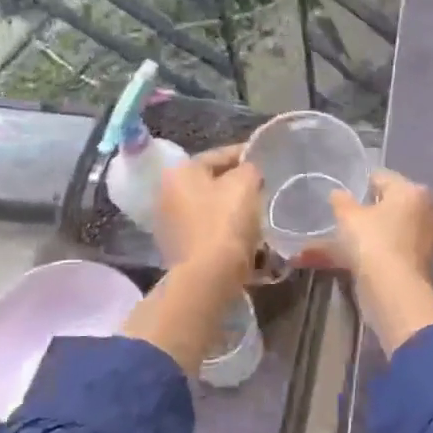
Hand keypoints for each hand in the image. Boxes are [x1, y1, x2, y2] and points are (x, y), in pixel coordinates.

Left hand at [154, 144, 262, 276]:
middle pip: (210, 183)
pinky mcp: (178, 250)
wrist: (209, 277)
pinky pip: (207, 231)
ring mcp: (169, 224)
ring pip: (209, 208)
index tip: (266, 160)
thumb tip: (248, 172)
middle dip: (236, 184)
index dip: (245, 155)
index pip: (218, 155)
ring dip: (230, 209)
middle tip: (263, 187)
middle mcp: (167, 194)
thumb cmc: (225, 222)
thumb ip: (249, 169)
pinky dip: (224, 230)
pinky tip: (244, 236)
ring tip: (257, 212)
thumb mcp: (245, 184)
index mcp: (179, 172)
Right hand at [329, 170, 432, 354]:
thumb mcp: (348, 217)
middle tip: (340, 222)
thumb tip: (338, 194)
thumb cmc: (373, 242)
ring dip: (362, 240)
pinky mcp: (420, 265)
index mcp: (412, 192)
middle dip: (362, 216)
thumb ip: (341, 202)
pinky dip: (371, 257)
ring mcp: (426, 241)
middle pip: (388, 207)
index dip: (360, 185)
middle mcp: (425, 212)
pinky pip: (389, 253)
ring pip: (386, 234)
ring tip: (333, 248)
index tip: (343, 199)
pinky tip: (347, 265)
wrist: (395, 292)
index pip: (382, 178)